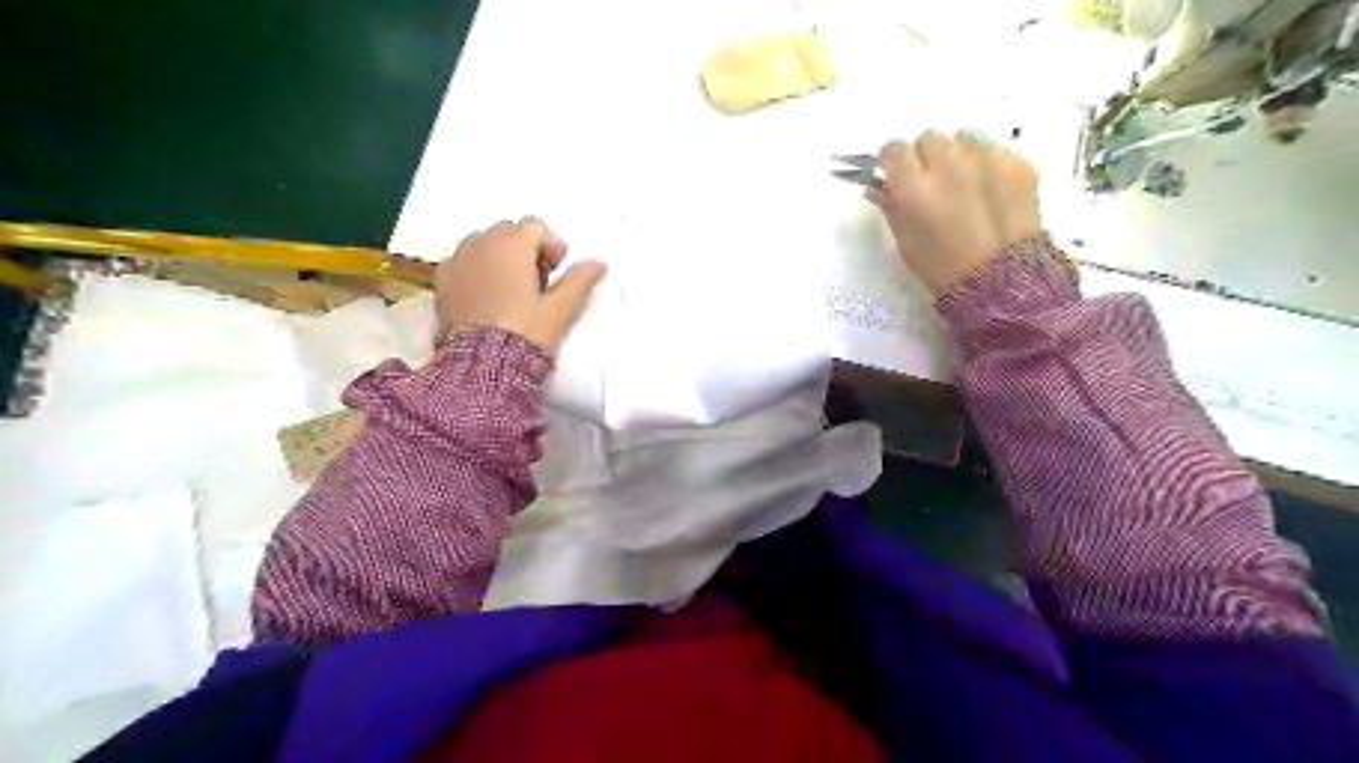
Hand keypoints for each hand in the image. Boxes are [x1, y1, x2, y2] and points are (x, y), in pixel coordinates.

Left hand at [434, 218, 603, 354]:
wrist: (483, 365)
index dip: (551, 245)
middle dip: (525, 248)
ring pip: (483, 243)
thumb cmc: (526, 332)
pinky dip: (476, 269)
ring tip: (511, 288)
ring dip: (500, 256)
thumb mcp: (560, 309)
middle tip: (538, 281)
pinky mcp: (441, 282)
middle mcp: (480, 244)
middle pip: (508, 231)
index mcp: (511, 245)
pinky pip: (462, 261)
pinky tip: (486, 296)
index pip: (535, 226)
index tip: (557, 271)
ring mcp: (457, 261)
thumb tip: (600, 262)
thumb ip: (580, 280)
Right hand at [870, 129, 1044, 295]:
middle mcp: (948, 166)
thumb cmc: (941, 267)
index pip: (894, 149)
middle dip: (927, 155)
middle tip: (933, 182)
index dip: (895, 161)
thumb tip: (880, 186)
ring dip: (959, 156)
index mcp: (914, 189)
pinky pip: (995, 151)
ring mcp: (986, 161)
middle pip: (929, 137)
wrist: (1001, 281)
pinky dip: (989, 167)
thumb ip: (891, 206)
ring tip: (966, 185)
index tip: (899, 174)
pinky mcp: (1017, 163)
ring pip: (964, 138)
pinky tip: (992, 194)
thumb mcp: (904, 240)